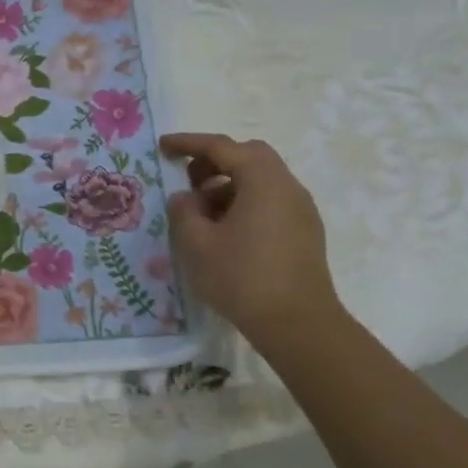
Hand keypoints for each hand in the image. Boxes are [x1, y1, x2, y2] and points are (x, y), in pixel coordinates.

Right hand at [159, 134, 342, 353]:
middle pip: (249, 156)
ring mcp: (301, 210)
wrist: (298, 324)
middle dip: (214, 161)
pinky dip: (245, 202)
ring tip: (202, 213)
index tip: (163, 147)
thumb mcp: (198, 244)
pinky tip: (226, 231)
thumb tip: (185, 198)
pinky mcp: (305, 232)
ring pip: (261, 179)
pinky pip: (271, 200)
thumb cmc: (242, 278)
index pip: (222, 147)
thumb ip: (184, 212)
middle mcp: (287, 187)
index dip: (189, 144)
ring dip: (229, 184)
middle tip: (188, 180)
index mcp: (262, 181)